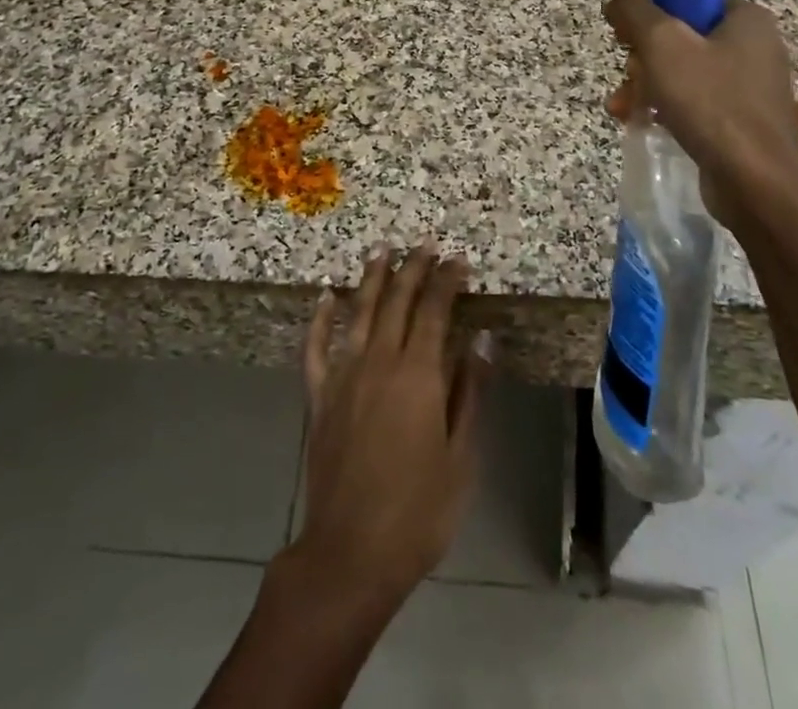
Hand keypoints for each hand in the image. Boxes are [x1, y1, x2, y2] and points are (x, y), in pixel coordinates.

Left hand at [290, 245, 486, 614]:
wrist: (351, 553)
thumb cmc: (419, 511)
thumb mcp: (461, 456)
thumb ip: (470, 392)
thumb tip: (482, 339)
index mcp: (418, 375)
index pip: (435, 311)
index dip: (447, 281)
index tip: (459, 260)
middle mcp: (378, 362)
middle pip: (396, 301)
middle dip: (413, 268)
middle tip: (425, 244)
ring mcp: (343, 377)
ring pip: (358, 312)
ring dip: (371, 278)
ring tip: (382, 250)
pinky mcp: (318, 397)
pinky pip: (315, 348)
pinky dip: (319, 319)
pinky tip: (324, 297)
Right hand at [604, 0, 797, 218]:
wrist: (755, 183)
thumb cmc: (710, 102)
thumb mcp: (662, 43)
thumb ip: (634, 12)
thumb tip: (618, 3)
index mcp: (747, 19)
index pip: (688, 1)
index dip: (651, 16)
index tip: (627, 40)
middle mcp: (757, 47)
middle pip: (682, 39)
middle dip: (644, 60)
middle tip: (628, 79)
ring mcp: (753, 87)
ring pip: (684, 73)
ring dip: (648, 86)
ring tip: (624, 109)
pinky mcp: (745, 121)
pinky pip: (697, 103)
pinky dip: (668, 108)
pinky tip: (644, 123)